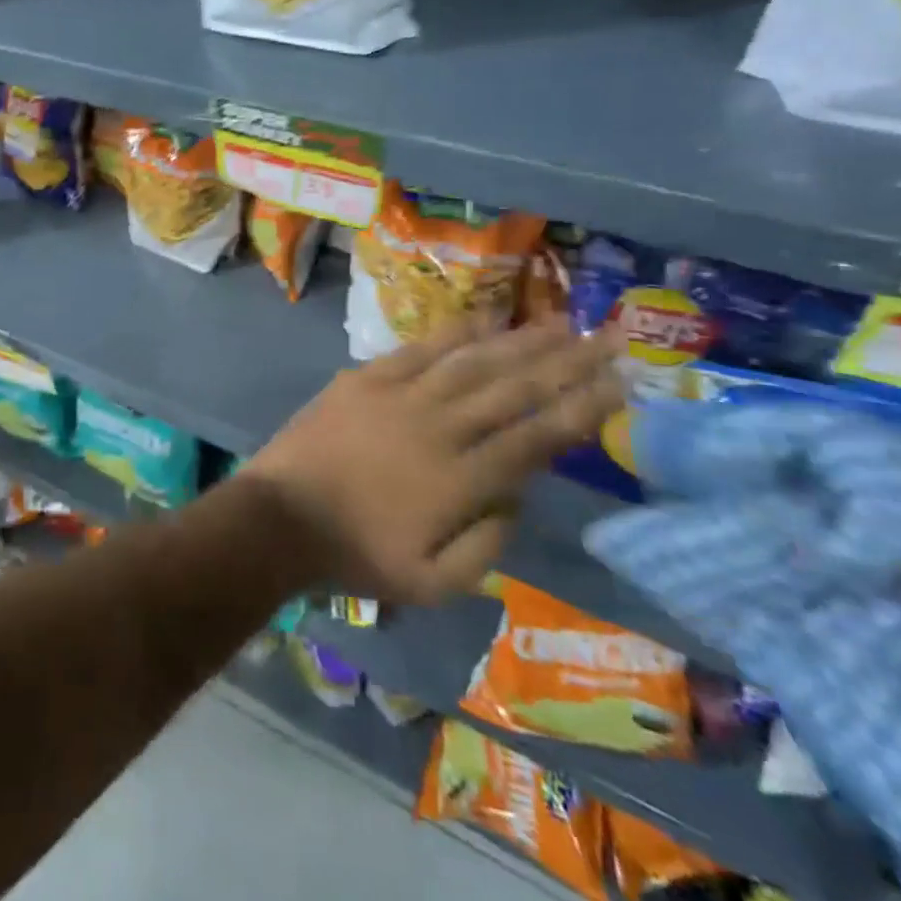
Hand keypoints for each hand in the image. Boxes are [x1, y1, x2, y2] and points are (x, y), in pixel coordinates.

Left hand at [242, 321, 623, 605]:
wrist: (280, 515)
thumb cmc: (356, 555)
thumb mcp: (433, 581)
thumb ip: (488, 544)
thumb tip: (518, 496)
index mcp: (462, 480)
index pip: (536, 437)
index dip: (581, 408)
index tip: (619, 384)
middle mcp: (440, 428)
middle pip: (514, 390)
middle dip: (567, 363)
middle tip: (610, 338)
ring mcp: (400, 396)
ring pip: (472, 363)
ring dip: (519, 341)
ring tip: (561, 322)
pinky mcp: (365, 379)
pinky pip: (418, 350)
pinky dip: (453, 334)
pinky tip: (483, 319)